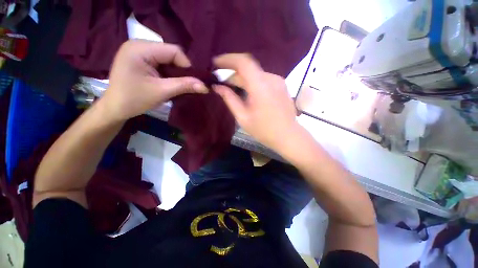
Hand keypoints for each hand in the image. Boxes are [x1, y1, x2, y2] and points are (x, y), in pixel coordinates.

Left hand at [102, 40, 207, 121]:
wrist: (115, 108)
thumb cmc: (135, 99)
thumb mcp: (162, 92)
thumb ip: (185, 86)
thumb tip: (206, 87)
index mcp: (140, 49)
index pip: (174, 51)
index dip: (187, 66)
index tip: (192, 82)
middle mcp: (139, 44)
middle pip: (171, 53)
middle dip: (181, 70)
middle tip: (186, 84)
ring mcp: (138, 51)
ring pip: (167, 58)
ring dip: (176, 72)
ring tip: (178, 84)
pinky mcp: (140, 59)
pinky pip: (161, 62)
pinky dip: (169, 73)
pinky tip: (169, 82)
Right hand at [213, 54, 299, 151]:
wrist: (288, 136)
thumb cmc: (264, 130)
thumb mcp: (243, 117)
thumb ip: (230, 99)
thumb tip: (218, 87)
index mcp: (260, 87)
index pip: (243, 62)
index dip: (228, 59)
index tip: (216, 64)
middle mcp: (271, 79)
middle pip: (248, 69)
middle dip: (233, 74)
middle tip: (221, 82)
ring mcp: (278, 81)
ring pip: (255, 74)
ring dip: (242, 79)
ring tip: (232, 88)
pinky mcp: (281, 85)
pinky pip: (262, 79)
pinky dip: (252, 82)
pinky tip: (246, 92)